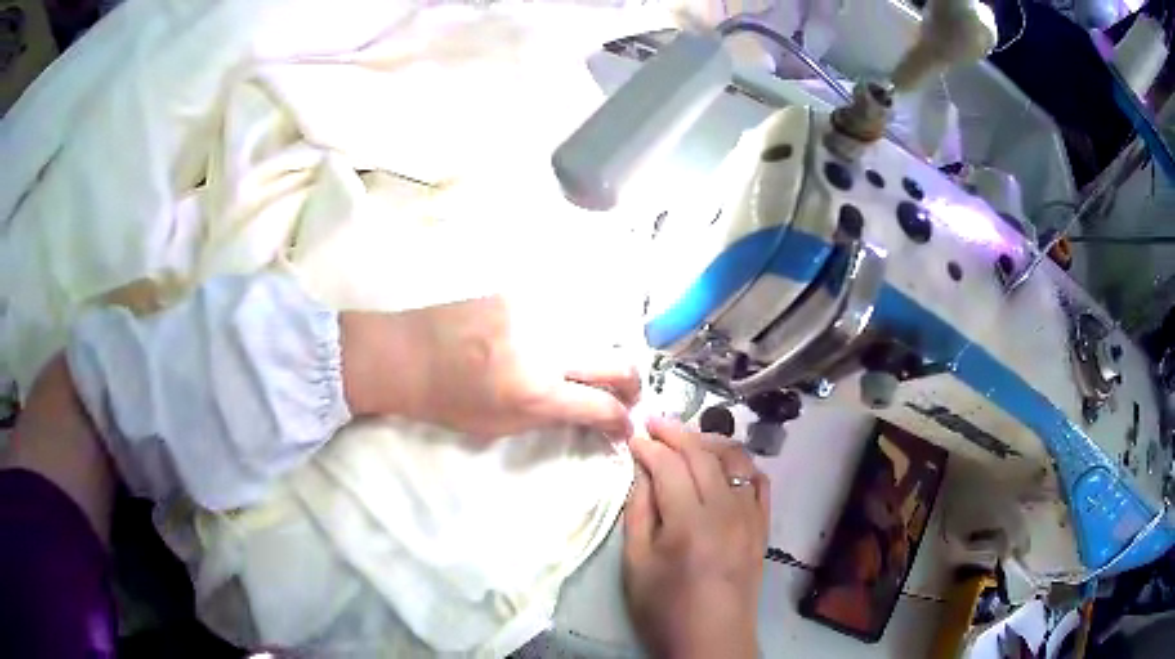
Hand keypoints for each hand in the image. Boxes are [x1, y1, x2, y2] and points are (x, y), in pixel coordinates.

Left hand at [339, 296, 639, 439]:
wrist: (407, 354)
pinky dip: (565, 336)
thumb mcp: (501, 425)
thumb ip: (552, 416)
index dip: (620, 421)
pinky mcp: (522, 295)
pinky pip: (560, 317)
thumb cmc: (448, 400)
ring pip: (592, 336)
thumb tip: (590, 417)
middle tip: (624, 397)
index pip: (602, 406)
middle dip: (630, 385)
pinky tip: (547, 344)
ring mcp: (537, 314)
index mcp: (537, 391)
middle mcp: (547, 349)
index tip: (623, 427)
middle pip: (616, 362)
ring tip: (584, 372)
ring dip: (596, 359)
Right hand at [623, 417, 769, 658]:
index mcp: (689, 521)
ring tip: (686, 439)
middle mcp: (726, 509)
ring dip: (709, 441)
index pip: (668, 465)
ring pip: (735, 459)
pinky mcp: (763, 526)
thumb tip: (639, 469)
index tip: (632, 436)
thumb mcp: (636, 564)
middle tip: (654, 423)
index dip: (648, 446)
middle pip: (702, 454)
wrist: (712, 640)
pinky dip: (742, 464)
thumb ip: (638, 511)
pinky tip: (725, 464)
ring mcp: (750, 516)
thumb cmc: (665, 608)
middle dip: (675, 432)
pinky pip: (759, 482)